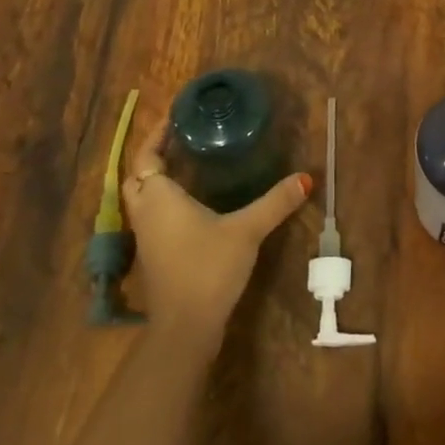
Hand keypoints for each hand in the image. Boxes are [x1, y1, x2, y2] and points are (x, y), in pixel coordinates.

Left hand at [121, 114, 310, 347]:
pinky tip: (190, 204)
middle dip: (153, 156)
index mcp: (159, 197)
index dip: (156, 135)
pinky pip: (151, 217)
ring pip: (142, 199)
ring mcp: (146, 238)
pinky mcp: (154, 257)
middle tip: (180, 139)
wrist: (185, 327)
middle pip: (137, 176)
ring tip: (186, 164)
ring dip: (155, 179)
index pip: (146, 156)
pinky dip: (162, 202)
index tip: (173, 116)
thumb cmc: (208, 268)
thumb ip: (275, 202)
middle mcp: (146, 213)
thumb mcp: (246, 230)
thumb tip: (306, 177)